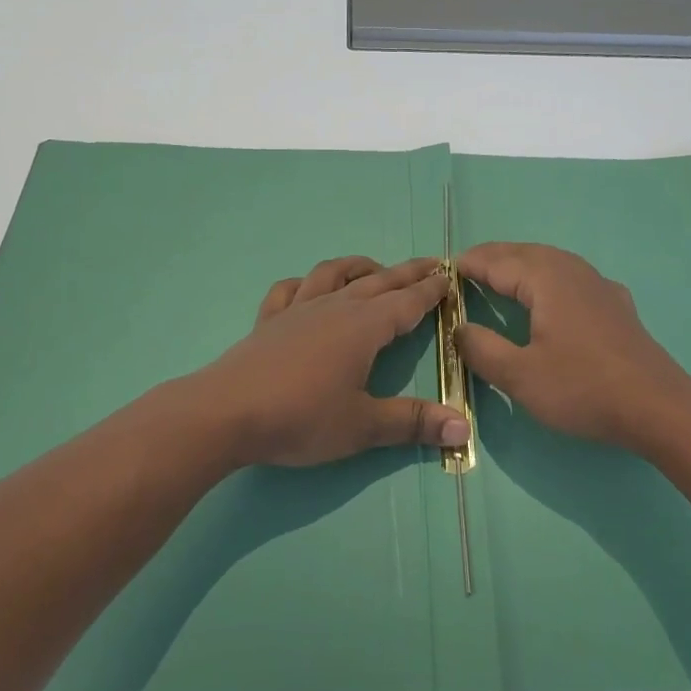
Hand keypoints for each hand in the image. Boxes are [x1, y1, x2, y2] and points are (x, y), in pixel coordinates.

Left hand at [192, 256, 471, 467]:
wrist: (226, 412)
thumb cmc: (301, 418)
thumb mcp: (363, 426)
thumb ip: (413, 423)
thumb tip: (464, 426)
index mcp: (364, 327)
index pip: (407, 302)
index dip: (431, 290)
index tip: (450, 276)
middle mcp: (334, 308)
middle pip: (378, 281)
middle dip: (407, 273)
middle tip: (432, 263)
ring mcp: (298, 310)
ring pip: (334, 274)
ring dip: (359, 267)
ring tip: (375, 268)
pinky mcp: (269, 320)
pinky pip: (290, 289)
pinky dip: (305, 282)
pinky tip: (308, 288)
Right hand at [455, 242, 690, 451]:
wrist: (657, 408)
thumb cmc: (583, 388)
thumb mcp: (520, 376)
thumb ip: (483, 349)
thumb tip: (459, 328)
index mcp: (546, 280)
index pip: (498, 262)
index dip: (469, 265)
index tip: (443, 269)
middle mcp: (573, 272)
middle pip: (525, 253)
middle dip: (494, 257)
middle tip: (466, 268)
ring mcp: (599, 286)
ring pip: (552, 261)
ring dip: (522, 263)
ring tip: (500, 275)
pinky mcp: (616, 305)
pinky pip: (572, 277)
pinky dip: (548, 276)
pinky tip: (553, 292)